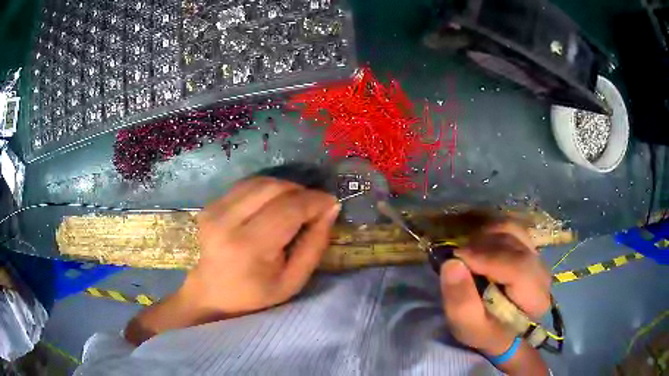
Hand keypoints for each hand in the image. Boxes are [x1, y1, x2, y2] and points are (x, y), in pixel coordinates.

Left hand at [183, 177, 339, 316]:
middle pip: (274, 187)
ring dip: (285, 188)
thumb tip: (331, 208)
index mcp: (249, 246)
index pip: (289, 208)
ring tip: (295, 206)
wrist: (213, 294)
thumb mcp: (294, 280)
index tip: (331, 204)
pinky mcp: (210, 205)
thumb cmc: (256, 295)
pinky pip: (246, 185)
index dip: (315, 201)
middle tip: (314, 207)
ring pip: (260, 181)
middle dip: (301, 192)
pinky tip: (272, 205)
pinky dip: (266, 190)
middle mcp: (227, 221)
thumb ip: (315, 245)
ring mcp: (214, 209)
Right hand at [439, 221, 551, 356]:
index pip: (518, 267)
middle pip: (514, 244)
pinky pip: (510, 228)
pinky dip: (490, 232)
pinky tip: (478, 247)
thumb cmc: (485, 331)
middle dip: (482, 246)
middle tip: (458, 258)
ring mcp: (538, 256)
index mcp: (535, 298)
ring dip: (485, 237)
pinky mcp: (529, 247)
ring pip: (512, 230)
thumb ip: (460, 300)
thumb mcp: (467, 326)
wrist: (501, 329)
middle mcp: (542, 272)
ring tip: (468, 253)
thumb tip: (452, 263)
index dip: (487, 258)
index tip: (457, 258)